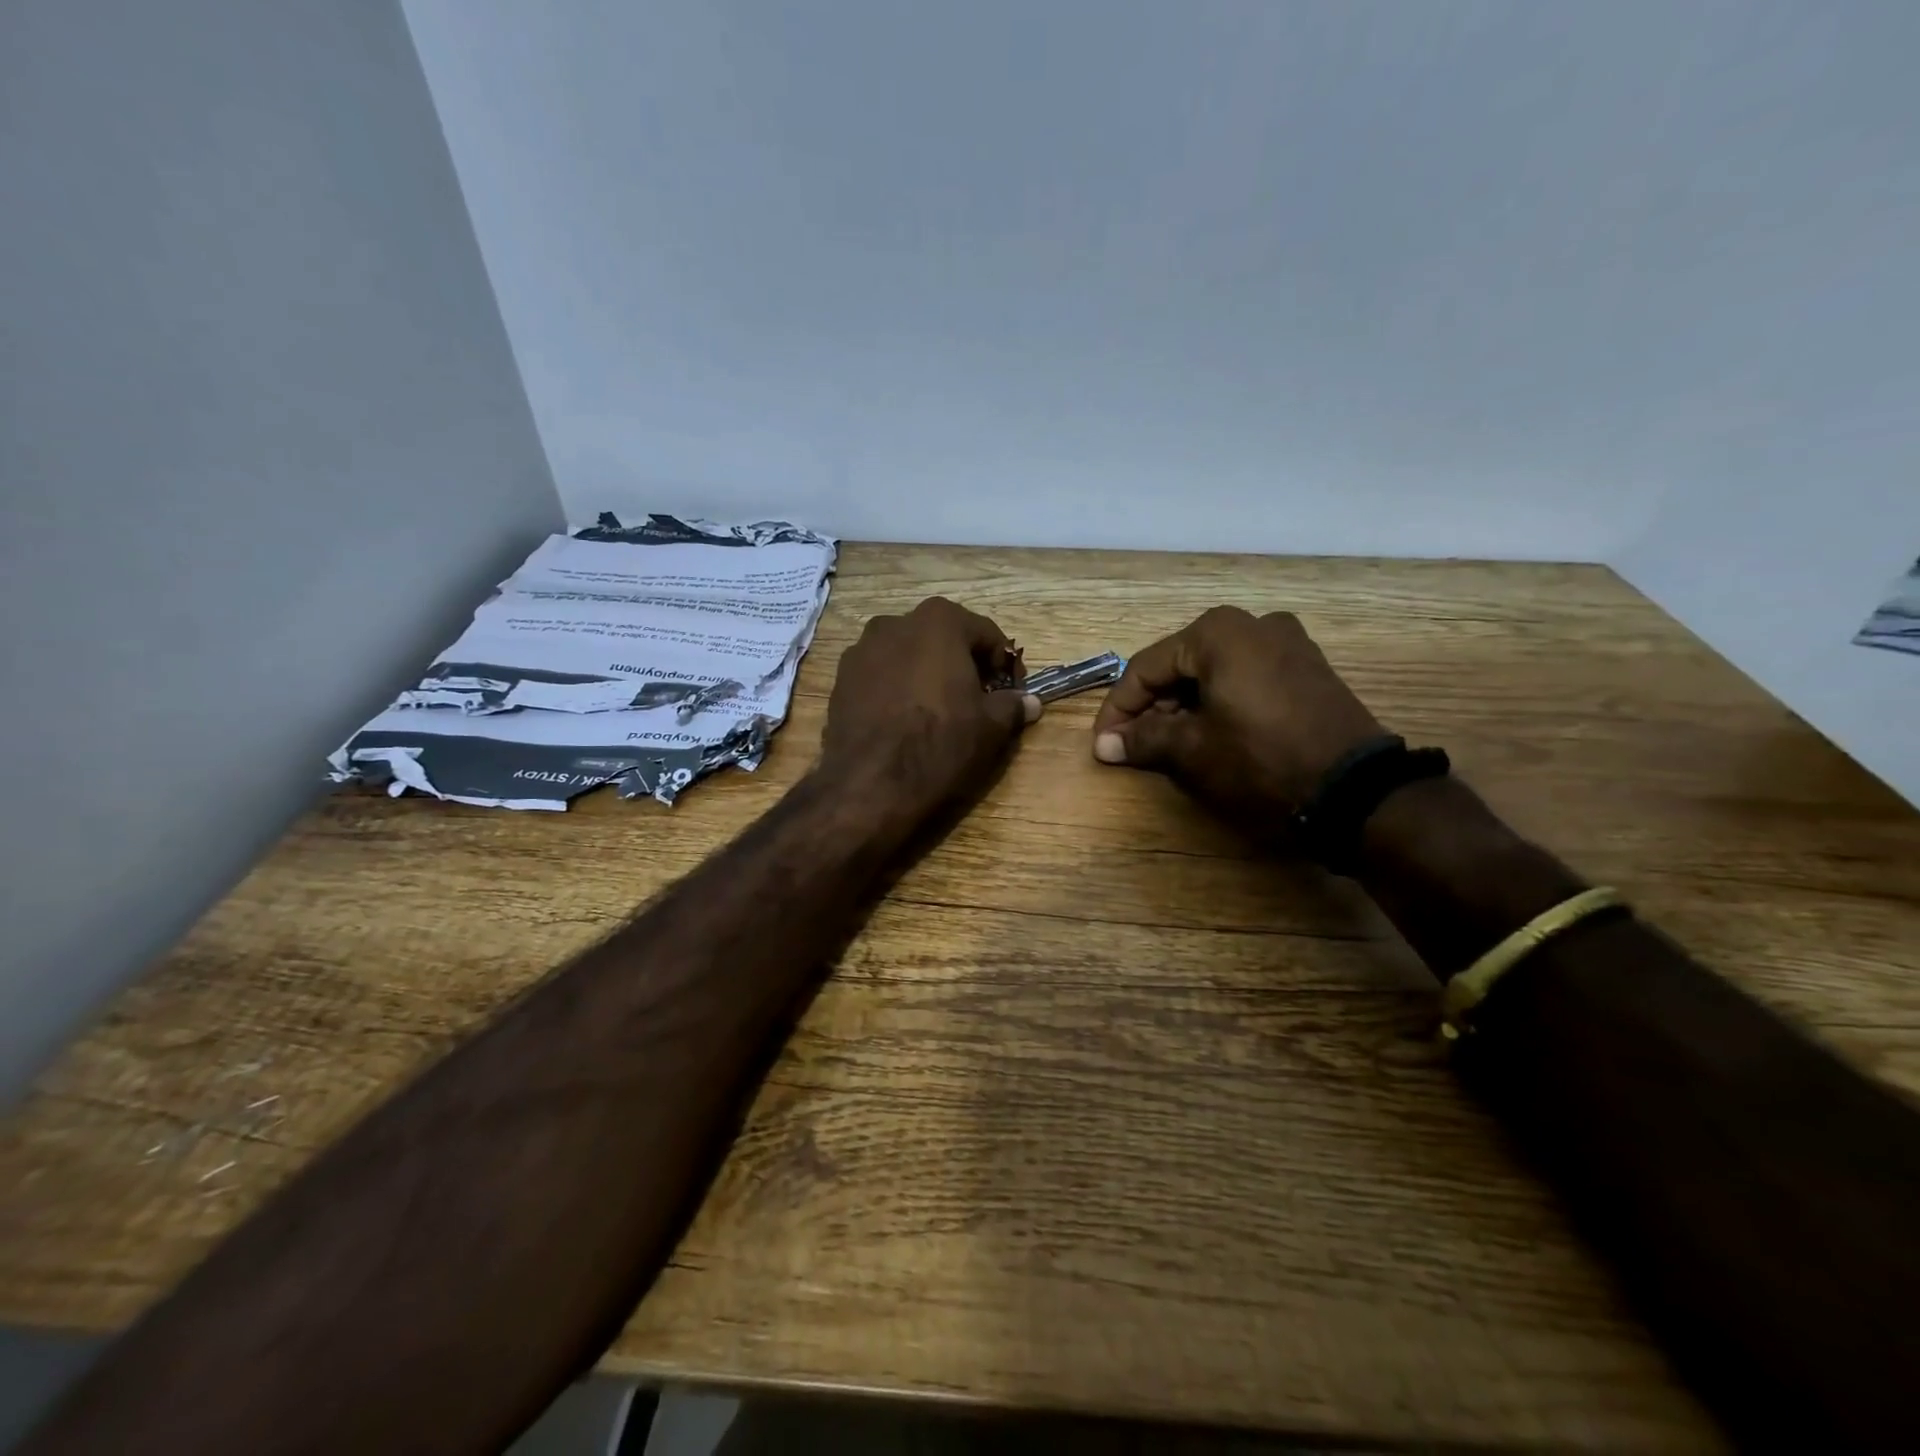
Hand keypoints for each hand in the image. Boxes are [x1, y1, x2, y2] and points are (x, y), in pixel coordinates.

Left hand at [820, 597, 1040, 827]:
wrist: (870, 783)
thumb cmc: (940, 743)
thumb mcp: (990, 727)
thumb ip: (1012, 705)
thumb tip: (1030, 702)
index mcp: (939, 621)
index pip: (986, 634)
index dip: (1005, 664)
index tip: (1012, 692)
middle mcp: (896, 623)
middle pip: (943, 638)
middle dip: (964, 664)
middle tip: (978, 699)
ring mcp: (862, 649)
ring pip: (908, 655)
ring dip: (927, 673)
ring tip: (938, 710)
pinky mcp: (840, 678)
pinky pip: (881, 675)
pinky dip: (897, 687)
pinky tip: (904, 719)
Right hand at [1090, 607, 1382, 829]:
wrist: (1356, 790)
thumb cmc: (1261, 760)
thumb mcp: (1192, 750)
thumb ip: (1143, 739)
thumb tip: (1105, 746)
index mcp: (1218, 632)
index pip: (1146, 667)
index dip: (1118, 709)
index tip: (1103, 744)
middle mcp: (1252, 623)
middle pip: (1180, 665)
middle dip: (1151, 707)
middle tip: (1133, 745)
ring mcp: (1287, 643)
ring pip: (1213, 671)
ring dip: (1183, 706)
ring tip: (1168, 744)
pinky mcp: (1308, 668)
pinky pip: (1245, 677)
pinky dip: (1218, 702)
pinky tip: (1209, 733)